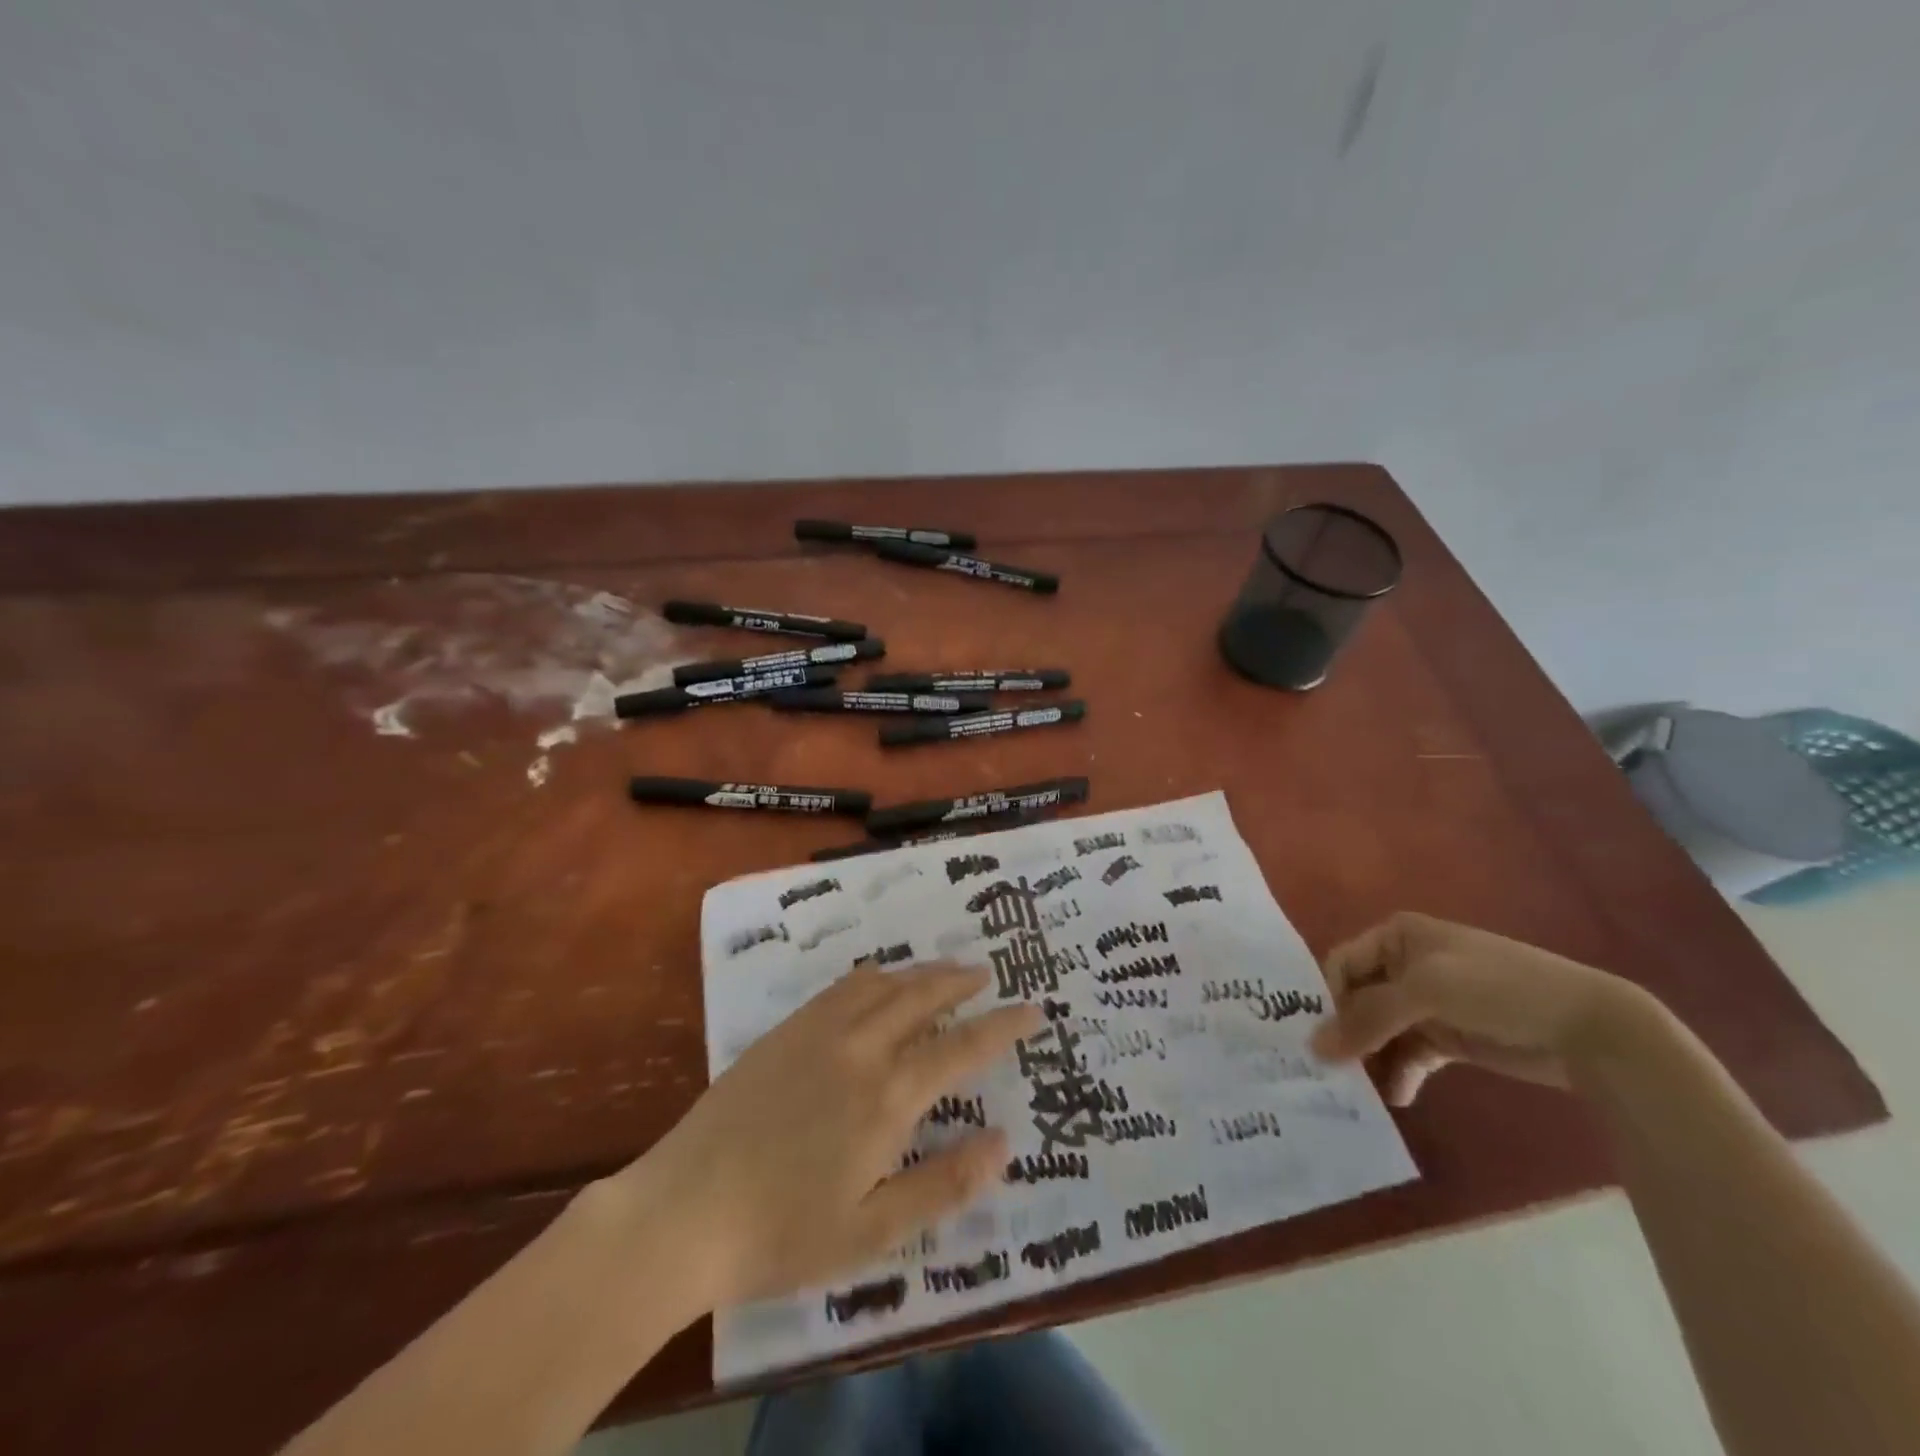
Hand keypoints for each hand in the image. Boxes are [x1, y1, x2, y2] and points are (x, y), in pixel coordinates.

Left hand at [615, 963, 1040, 1311]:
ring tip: (944, 969)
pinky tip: (877, 980)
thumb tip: (1003, 1142)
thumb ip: (943, 1183)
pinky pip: (842, 987)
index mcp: (888, 1097)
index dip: (1002, 1027)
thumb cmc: (783, 1232)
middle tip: (987, 974)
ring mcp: (818, 1032)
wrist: (684, 1210)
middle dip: (961, 981)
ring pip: (884, 983)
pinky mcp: (786, 1030)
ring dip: (921, 971)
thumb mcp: (873, 1230)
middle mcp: (860, 1048)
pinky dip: (874, 974)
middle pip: (923, 997)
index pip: (962, 1048)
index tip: (1033, 1010)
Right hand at [1309, 912, 1652, 1105]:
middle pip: (1357, 999)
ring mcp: (1428, 1002)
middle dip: (1345, 1033)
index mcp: (1396, 936)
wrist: (1591, 1028)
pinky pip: (1409, 1054)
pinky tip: (1397, 1099)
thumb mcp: (1426, 992)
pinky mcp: (1448, 1036)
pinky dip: (1399, 1074)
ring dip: (1369, 1058)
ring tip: (1359, 1090)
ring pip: (1380, 1030)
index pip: (1341, 966)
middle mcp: (1405, 964)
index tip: (1319, 1040)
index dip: (1327, 1000)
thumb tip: (1314, 1048)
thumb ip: (1368, 1018)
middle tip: (1329, 1071)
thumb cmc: (1498, 989)